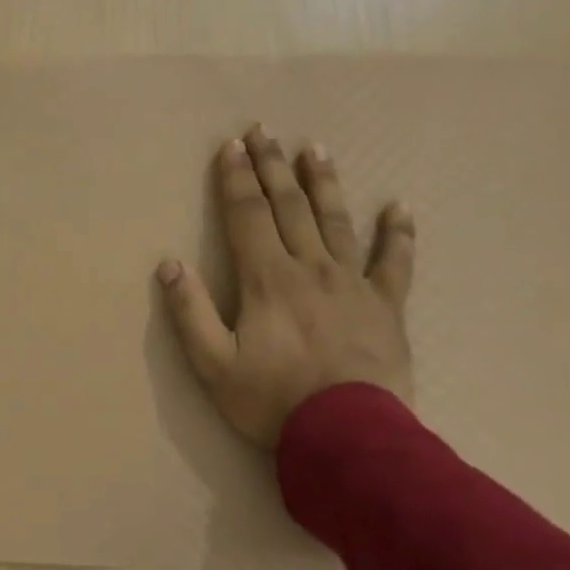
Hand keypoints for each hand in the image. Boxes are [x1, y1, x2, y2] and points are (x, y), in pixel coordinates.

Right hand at [157, 125, 414, 448]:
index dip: (235, 179)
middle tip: (264, 131)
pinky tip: (399, 207)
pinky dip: (398, 234)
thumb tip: (169, 265)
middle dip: (272, 167)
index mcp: (267, 279)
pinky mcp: (386, 307)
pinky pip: (394, 263)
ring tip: (315, 148)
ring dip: (323, 183)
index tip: (230, 145)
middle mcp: (310, 268)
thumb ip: (190, 312)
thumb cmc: (272, 401)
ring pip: (336, 222)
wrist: (349, 438)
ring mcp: (353, 284)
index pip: (247, 216)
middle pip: (289, 207)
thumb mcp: (213, 365)